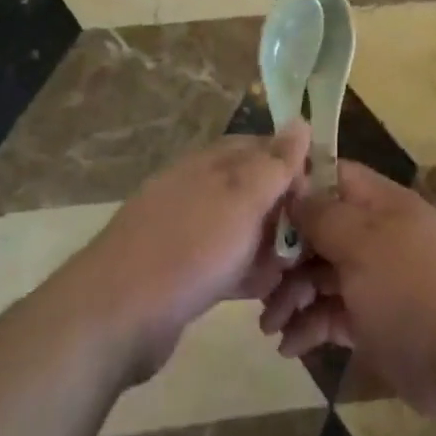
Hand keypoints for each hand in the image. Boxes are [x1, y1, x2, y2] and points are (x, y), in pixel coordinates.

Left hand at [78, 126, 309, 380]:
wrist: (114, 317)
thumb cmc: (188, 249)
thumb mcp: (242, 199)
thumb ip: (275, 163)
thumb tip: (301, 118)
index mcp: (210, 163)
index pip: (264, 148)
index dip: (295, 167)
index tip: (322, 197)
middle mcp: (198, 190)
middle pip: (256, 191)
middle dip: (286, 216)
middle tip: (310, 246)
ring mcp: (188, 232)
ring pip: (244, 230)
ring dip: (270, 250)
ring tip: (290, 276)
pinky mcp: (182, 272)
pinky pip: (227, 263)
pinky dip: (246, 274)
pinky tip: (264, 294)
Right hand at [258, 160, 435, 428]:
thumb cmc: (413, 290)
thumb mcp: (363, 244)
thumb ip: (324, 214)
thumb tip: (295, 186)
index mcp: (382, 205)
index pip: (333, 177)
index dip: (297, 187)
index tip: (257, 207)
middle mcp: (379, 235)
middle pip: (322, 230)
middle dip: (286, 254)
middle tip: (256, 283)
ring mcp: (378, 280)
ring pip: (323, 275)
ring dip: (292, 296)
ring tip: (269, 326)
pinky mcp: (376, 322)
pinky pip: (333, 314)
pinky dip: (310, 326)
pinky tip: (289, 347)